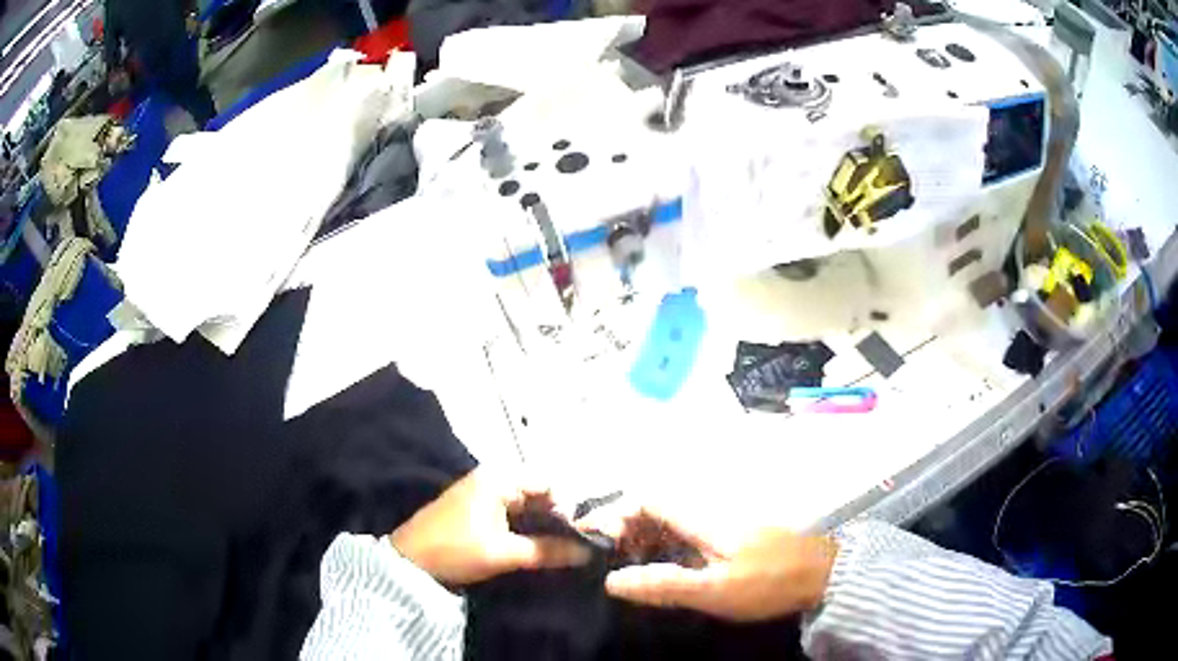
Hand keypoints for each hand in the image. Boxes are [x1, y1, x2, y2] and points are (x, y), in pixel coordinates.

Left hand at [390, 469, 592, 585]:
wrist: (408, 564)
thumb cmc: (455, 550)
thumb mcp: (503, 553)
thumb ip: (547, 550)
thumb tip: (588, 552)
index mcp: (498, 478)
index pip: (549, 482)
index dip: (566, 507)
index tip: (575, 536)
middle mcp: (492, 478)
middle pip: (538, 492)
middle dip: (555, 518)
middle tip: (567, 547)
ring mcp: (482, 493)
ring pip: (525, 505)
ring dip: (540, 526)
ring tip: (553, 551)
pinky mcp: (476, 510)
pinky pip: (511, 513)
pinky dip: (524, 528)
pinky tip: (532, 548)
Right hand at [580, 502, 837, 621]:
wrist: (824, 573)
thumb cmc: (769, 582)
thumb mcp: (715, 591)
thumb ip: (664, 584)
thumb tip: (612, 580)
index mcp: (701, 517)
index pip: (648, 498)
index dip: (618, 514)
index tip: (601, 543)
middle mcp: (709, 508)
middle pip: (656, 504)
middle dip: (627, 526)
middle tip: (610, 559)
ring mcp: (723, 519)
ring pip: (672, 516)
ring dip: (645, 535)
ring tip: (629, 565)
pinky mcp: (734, 531)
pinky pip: (688, 528)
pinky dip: (667, 542)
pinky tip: (664, 564)